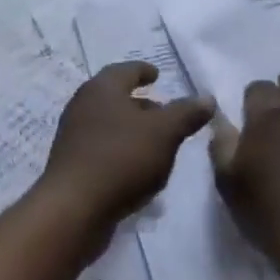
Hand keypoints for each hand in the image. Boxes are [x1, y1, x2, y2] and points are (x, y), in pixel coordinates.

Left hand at [35, 63, 214, 239]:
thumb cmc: (122, 158)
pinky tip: (138, 169)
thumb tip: (207, 98)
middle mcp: (83, 106)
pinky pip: (102, 149)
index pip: (126, 70)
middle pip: (115, 97)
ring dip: (132, 130)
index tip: (157, 75)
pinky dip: (122, 151)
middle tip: (164, 112)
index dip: (144, 71)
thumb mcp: (164, 133)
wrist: (74, 208)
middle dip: (141, 104)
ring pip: (109, 124)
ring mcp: (73, 136)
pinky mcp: (72, 164)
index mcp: (102, 89)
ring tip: (157, 143)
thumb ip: (186, 113)